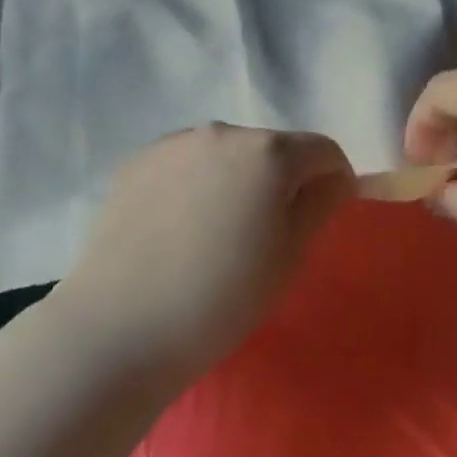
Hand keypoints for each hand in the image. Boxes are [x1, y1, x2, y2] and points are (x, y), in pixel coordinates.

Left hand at [54, 124, 354, 375]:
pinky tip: (178, 228)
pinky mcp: (138, 161)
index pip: (322, 150)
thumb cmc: (221, 297)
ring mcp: (174, 143)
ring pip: (224, 153)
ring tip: (217, 232)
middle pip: (270, 147)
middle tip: (266, 232)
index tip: (323, 215)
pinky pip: (184, 163)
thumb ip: (319, 204)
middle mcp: (221, 131)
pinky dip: (194, 183)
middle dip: (280, 179)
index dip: (333, 180)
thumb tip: (334, 178)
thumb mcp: (288, 256)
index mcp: (267, 152)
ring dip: (235, 178)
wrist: (121, 325)